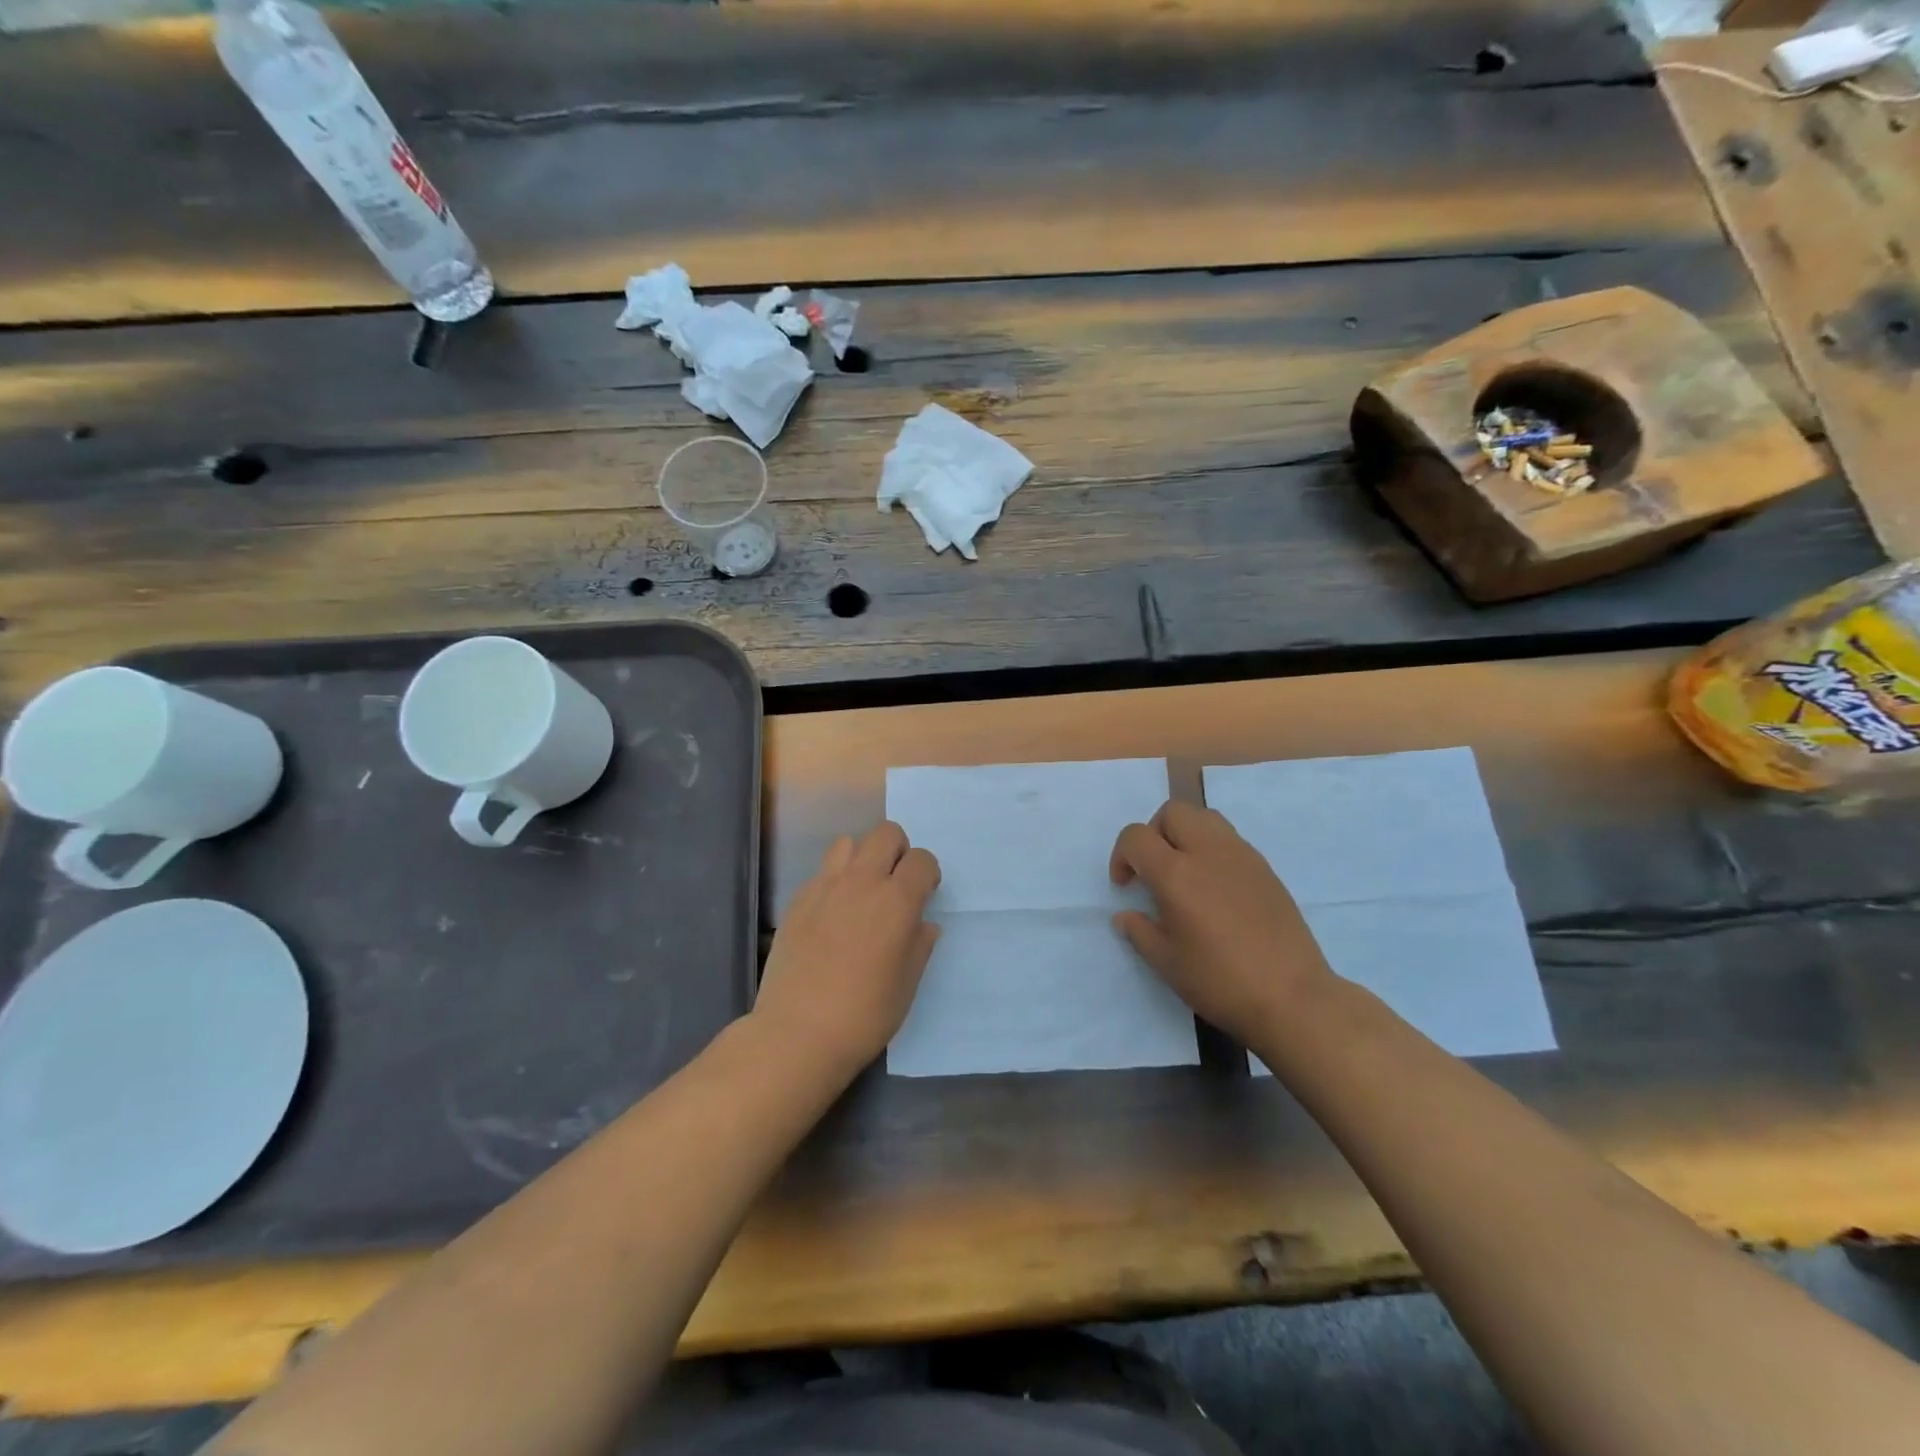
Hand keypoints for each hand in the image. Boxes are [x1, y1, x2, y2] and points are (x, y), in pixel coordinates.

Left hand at [754, 822, 940, 1077]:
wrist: (798, 1033)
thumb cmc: (864, 1014)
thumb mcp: (907, 984)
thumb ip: (919, 945)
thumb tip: (922, 924)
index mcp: (897, 901)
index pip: (922, 859)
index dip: (928, 874)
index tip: (924, 895)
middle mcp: (862, 882)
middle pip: (886, 834)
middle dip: (898, 851)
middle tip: (895, 885)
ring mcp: (825, 887)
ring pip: (848, 843)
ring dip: (862, 858)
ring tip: (861, 892)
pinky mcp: (797, 900)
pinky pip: (822, 871)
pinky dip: (834, 880)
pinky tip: (832, 915)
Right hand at [1110, 800, 1333, 1050]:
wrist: (1293, 997)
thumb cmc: (1221, 982)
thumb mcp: (1167, 963)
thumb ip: (1140, 932)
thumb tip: (1125, 916)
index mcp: (1176, 875)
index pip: (1136, 836)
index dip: (1121, 856)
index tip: (1126, 886)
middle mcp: (1208, 852)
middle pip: (1173, 812)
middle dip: (1154, 833)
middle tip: (1154, 870)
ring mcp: (1242, 856)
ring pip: (1204, 817)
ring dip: (1185, 834)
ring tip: (1185, 872)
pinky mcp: (1265, 868)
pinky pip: (1229, 839)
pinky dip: (1212, 849)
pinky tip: (1215, 888)